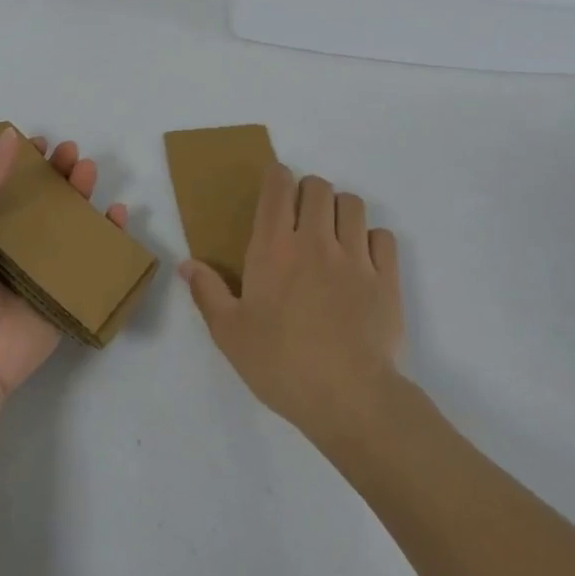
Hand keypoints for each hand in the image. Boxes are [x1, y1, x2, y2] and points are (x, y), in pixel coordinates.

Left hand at [0, 127, 129, 398]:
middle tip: (72, 152)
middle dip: (58, 173)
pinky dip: (108, 237)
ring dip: (82, 195)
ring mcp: (38, 269)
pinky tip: (117, 214)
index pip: (1, 185)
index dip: (20, 162)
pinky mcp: (64, 292)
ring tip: (90, 170)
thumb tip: (9, 136)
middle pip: (40, 200)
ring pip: (67, 224)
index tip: (38, 142)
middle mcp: (8, 245)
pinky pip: (90, 260)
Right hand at [181, 165, 402, 441]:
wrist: (350, 398)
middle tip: (301, 217)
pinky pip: (383, 236)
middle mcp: (315, 241)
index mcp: (273, 248)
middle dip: (308, 191)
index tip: (275, 186)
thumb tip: (186, 264)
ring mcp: (356, 257)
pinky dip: (372, 239)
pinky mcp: (387, 278)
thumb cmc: (281, 364)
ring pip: (352, 204)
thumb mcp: (230, 334)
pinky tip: (363, 261)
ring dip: (340, 210)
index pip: (278, 188)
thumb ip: (207, 293)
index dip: (277, 177)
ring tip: (333, 235)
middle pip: (318, 187)